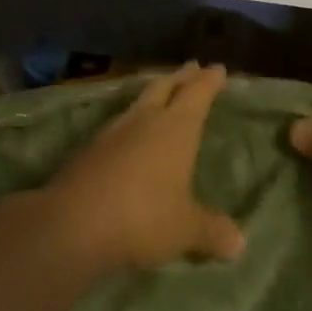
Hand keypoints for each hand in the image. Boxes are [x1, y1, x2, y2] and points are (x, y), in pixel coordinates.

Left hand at [35, 62, 244, 276]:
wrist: (72, 224)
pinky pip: (117, 126)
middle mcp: (144, 121)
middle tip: (191, 67)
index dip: (209, 81)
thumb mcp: (185, 229)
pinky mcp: (87, 151)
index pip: (197, 94)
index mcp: (176, 128)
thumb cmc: (143, 217)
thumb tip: (239, 243)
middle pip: (164, 88)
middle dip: (180, 77)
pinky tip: (127, 134)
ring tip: (159, 93)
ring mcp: (112, 133)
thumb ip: (211, 231)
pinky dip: (130, 122)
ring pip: (137, 103)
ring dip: (152, 95)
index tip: (217, 68)